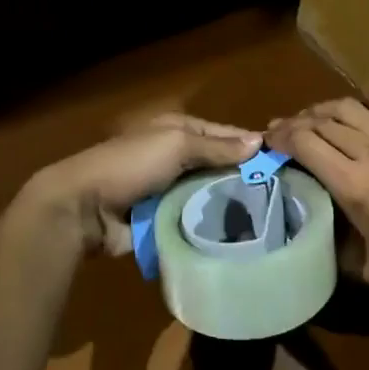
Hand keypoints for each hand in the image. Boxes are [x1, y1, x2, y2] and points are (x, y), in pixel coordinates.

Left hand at [26, 114, 262, 256]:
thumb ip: (217, 146)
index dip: (251, 146)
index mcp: (178, 131)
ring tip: (268, 222)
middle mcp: (176, 158)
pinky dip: (210, 227)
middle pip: (218, 167)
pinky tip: (238, 238)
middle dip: (244, 180)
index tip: (285, 163)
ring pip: (209, 196)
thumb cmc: (131, 165)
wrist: (83, 208)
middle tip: (283, 199)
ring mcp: (169, 191)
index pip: (224, 135)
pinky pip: (194, 222)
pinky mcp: (163, 221)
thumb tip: (259, 142)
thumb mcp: (176, 145)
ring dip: (229, 206)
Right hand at [267, 99, 368, 307]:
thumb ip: (329, 239)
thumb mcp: (360, 265)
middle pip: (322, 121)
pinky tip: (349, 119)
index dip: (281, 137)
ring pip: (349, 107)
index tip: (267, 139)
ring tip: (310, 119)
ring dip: (322, 110)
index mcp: (354, 184)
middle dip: (295, 122)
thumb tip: (309, 222)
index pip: (305, 142)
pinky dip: (356, 109)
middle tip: (280, 130)